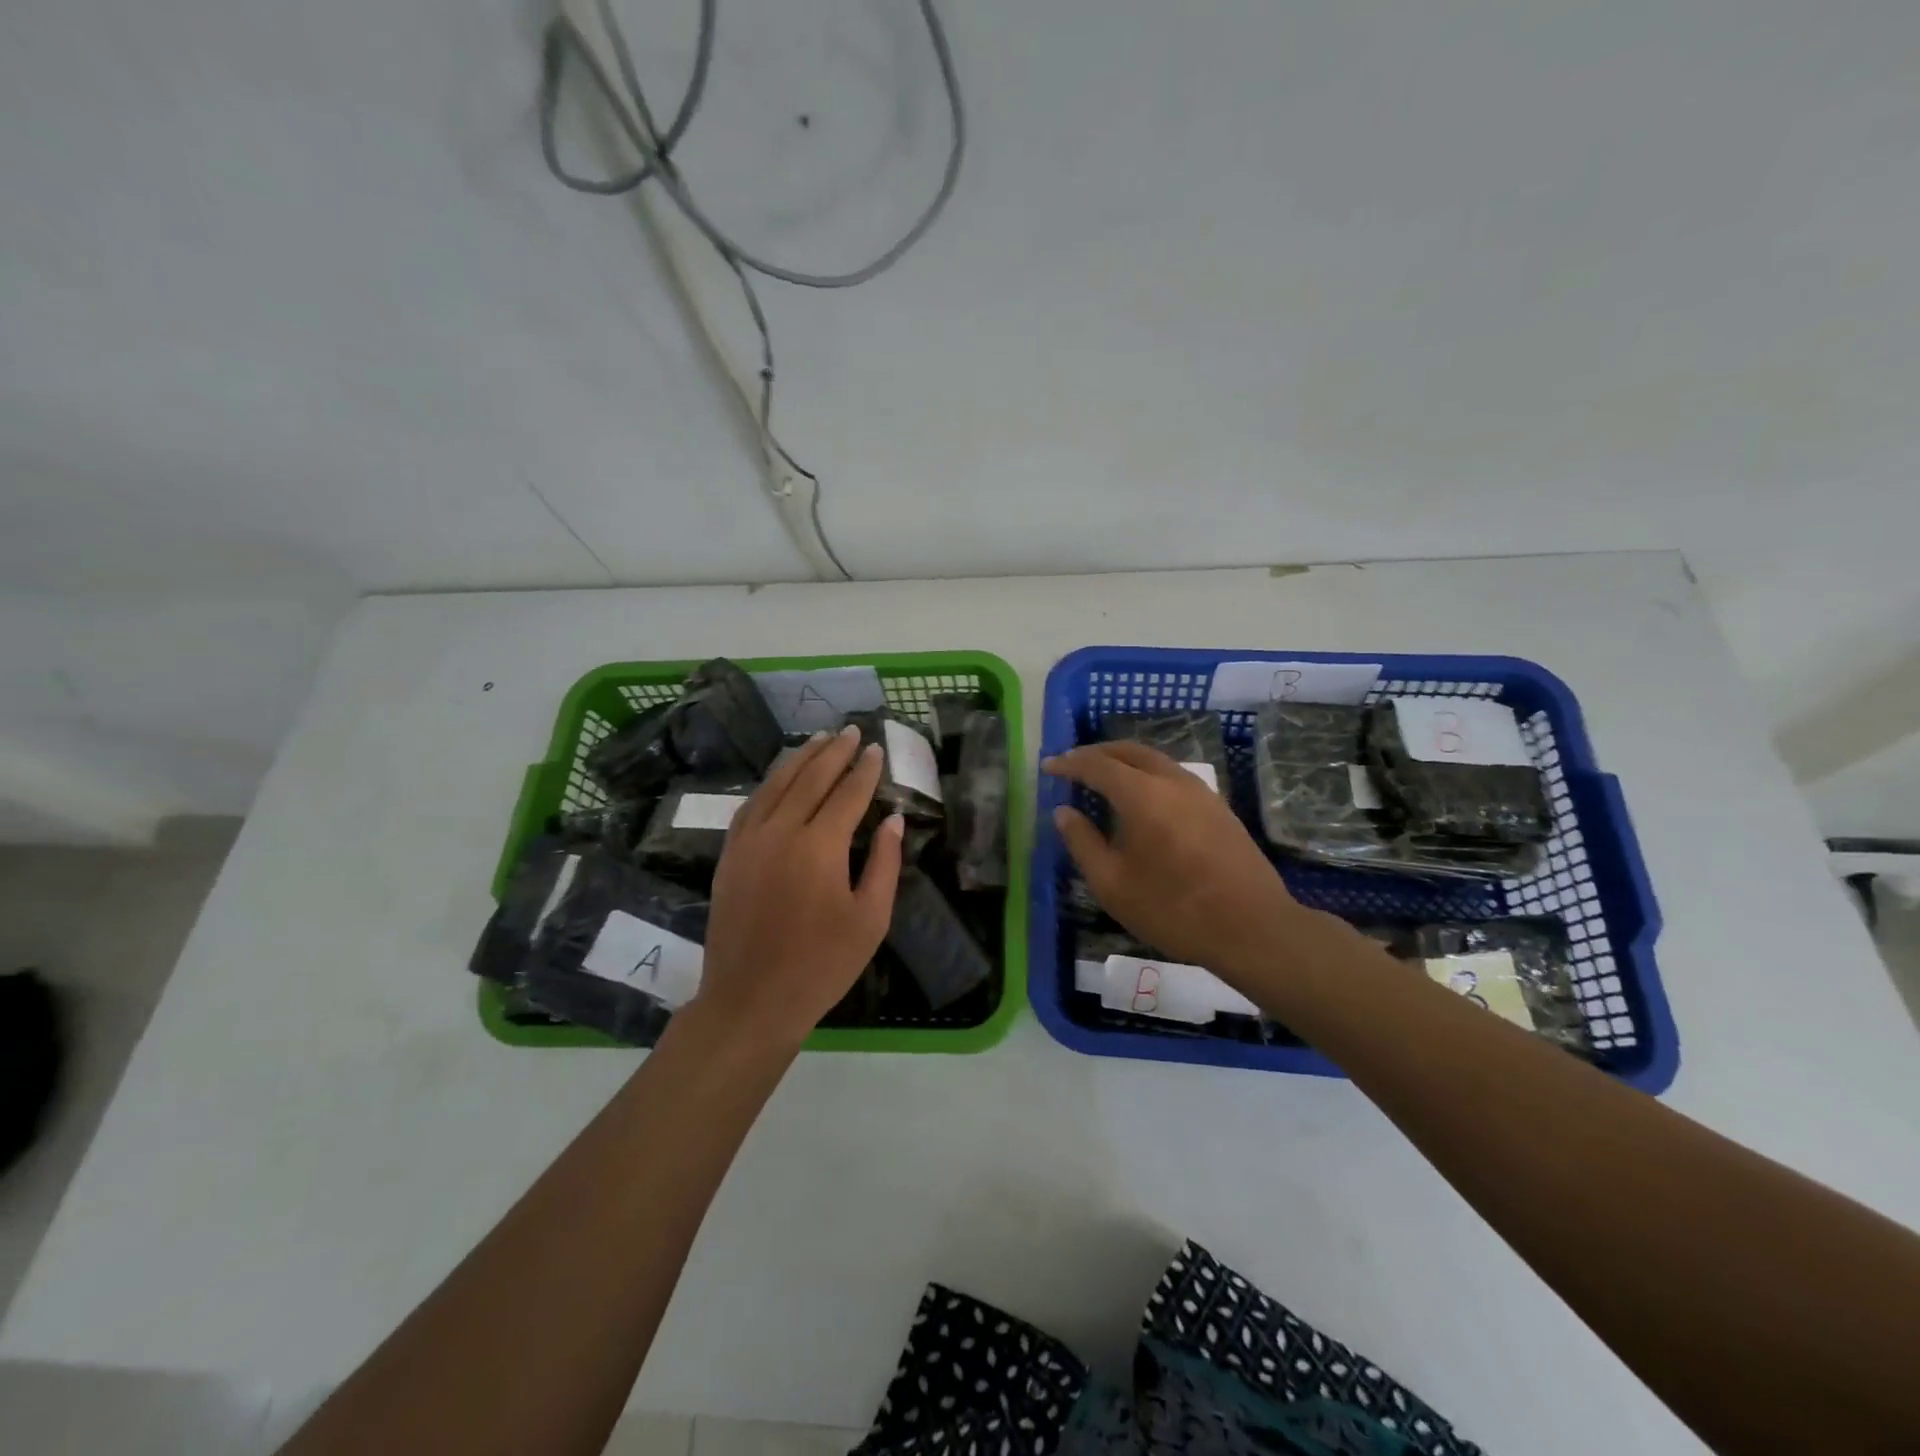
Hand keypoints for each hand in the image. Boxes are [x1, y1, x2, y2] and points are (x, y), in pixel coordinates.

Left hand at [696, 725, 904, 1049]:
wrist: (750, 1000)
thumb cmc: (821, 965)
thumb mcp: (870, 920)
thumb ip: (884, 863)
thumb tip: (891, 819)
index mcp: (820, 847)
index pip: (848, 794)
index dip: (865, 770)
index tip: (877, 749)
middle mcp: (781, 831)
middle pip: (811, 778)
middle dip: (834, 752)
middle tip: (852, 731)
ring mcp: (749, 841)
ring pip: (777, 784)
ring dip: (801, 758)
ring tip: (820, 738)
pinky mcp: (730, 855)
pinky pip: (751, 804)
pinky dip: (770, 783)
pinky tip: (781, 777)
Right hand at [1044, 742, 1315, 983]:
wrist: (1252, 927)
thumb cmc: (1173, 909)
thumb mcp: (1112, 884)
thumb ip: (1083, 843)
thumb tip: (1064, 812)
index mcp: (1142, 794)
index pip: (1097, 765)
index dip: (1069, 763)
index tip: (1049, 767)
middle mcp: (1172, 781)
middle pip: (1128, 751)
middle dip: (1097, 753)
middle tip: (1073, 764)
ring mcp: (1200, 791)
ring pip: (1155, 760)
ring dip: (1124, 761)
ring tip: (1104, 778)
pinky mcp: (1218, 806)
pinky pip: (1173, 775)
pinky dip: (1147, 775)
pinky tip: (1142, 799)